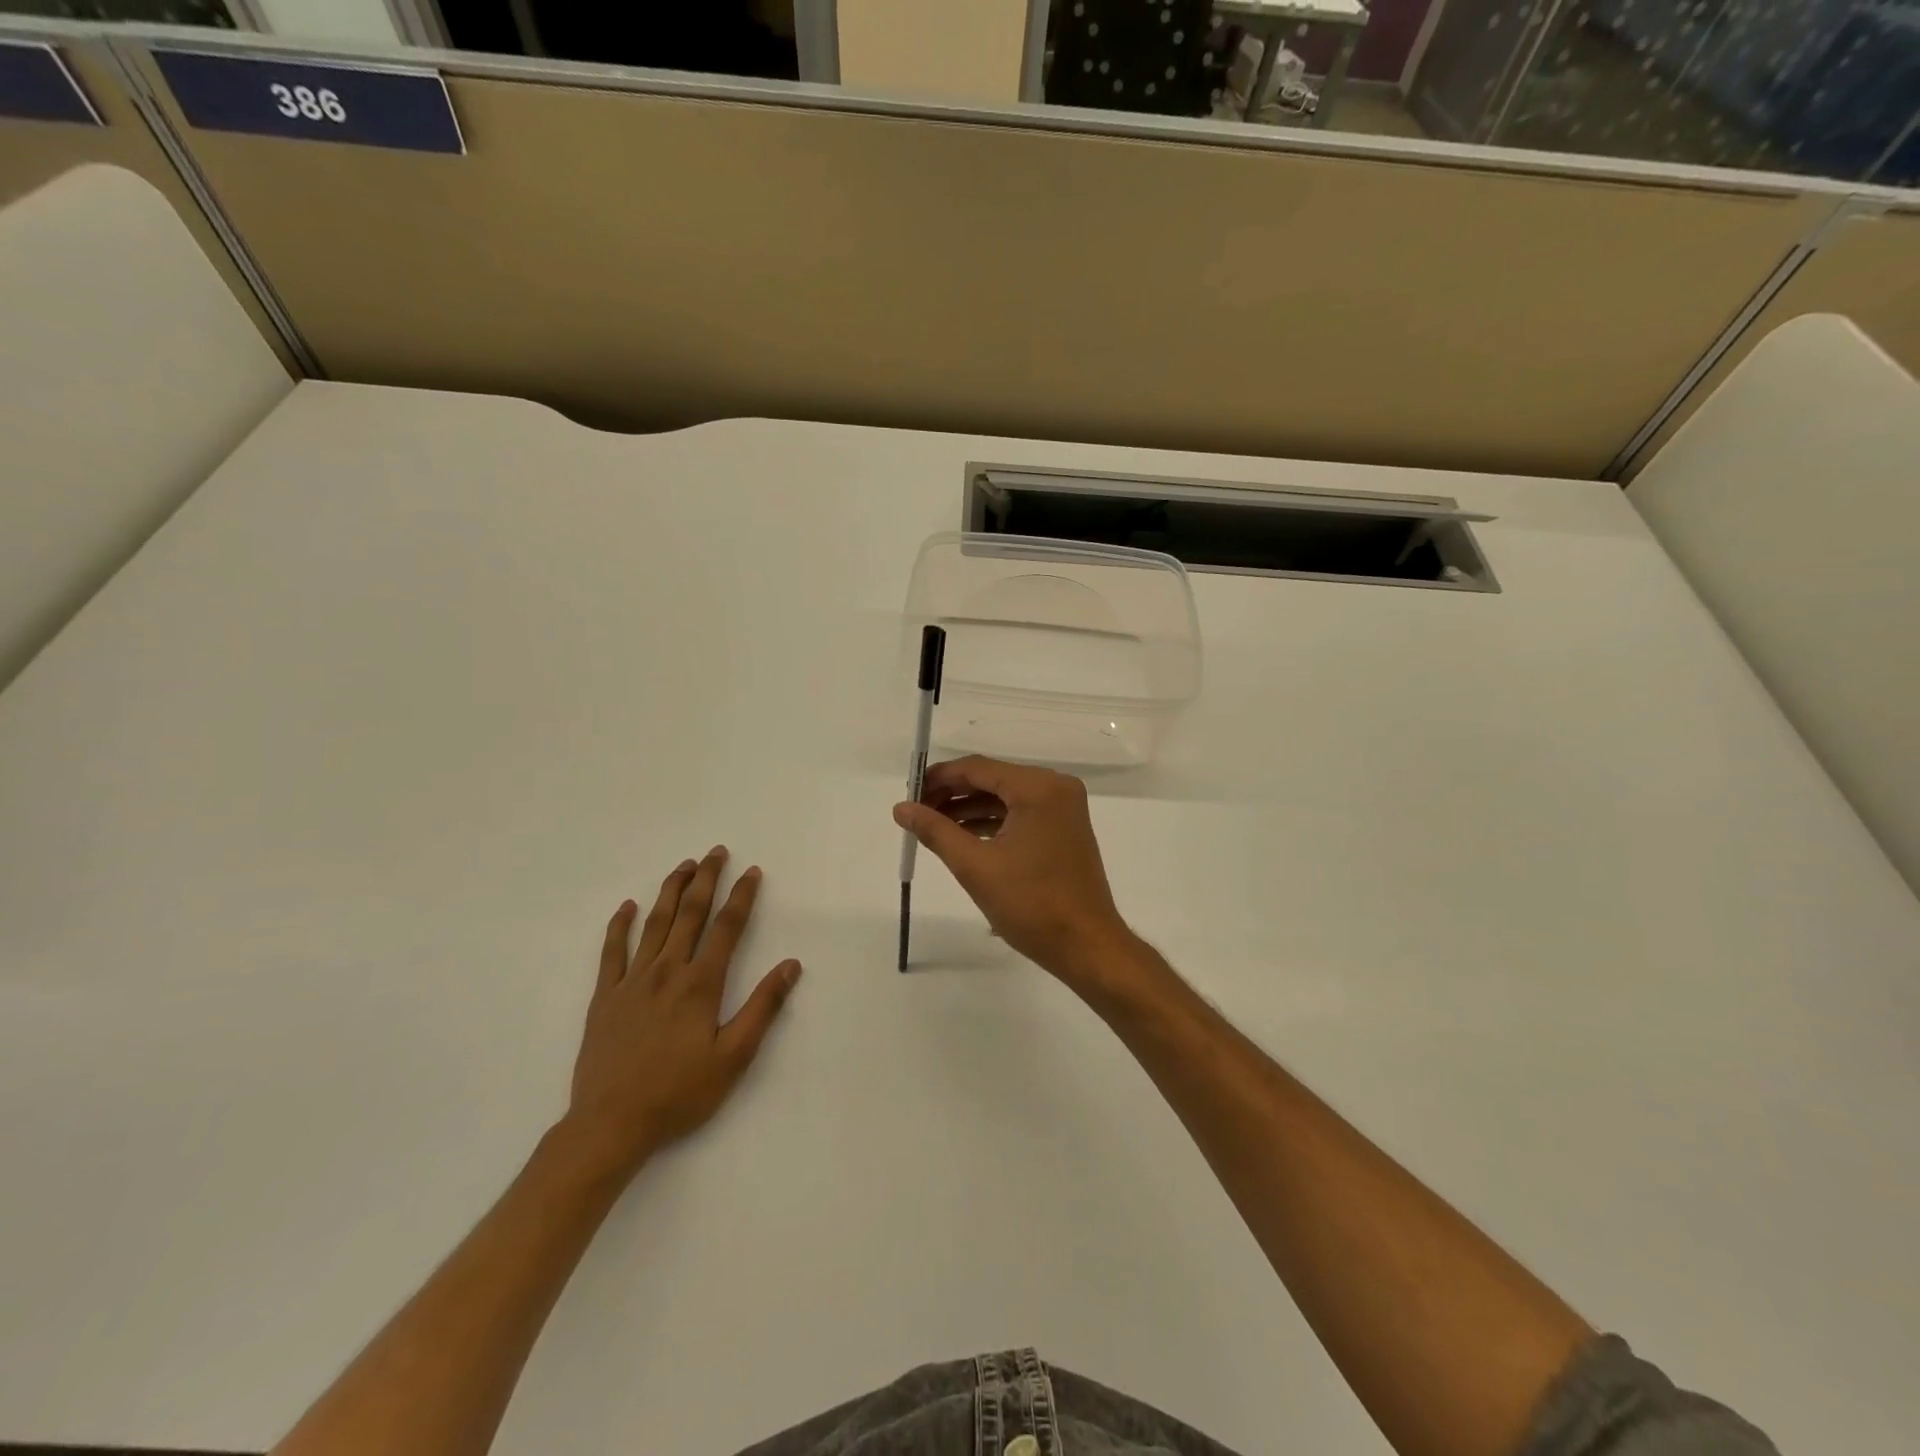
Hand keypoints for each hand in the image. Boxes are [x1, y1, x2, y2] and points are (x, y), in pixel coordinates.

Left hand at [563, 847, 800, 1179]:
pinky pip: (611, 952)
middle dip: (706, 880)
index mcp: (701, 984)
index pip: (727, 928)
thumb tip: (790, 965)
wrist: (611, 1124)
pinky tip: (627, 906)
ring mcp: (632, 982)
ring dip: (670, 891)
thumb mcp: (734, 1057)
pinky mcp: (604, 997)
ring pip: (654, 924)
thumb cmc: (679, 1093)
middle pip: (690, 914)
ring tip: (683, 866)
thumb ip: (763, 1007)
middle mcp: (667, 971)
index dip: (742, 897)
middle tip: (716, 852)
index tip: (752, 872)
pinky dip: (619, 926)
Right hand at [893, 755, 1136, 984]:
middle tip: (916, 811)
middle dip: (952, 794)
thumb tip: (901, 808)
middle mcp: (1055, 788)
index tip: (908, 792)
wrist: (1086, 946)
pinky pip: (1020, 814)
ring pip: (1005, 797)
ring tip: (931, 826)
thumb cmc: (1031, 905)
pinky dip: (991, 822)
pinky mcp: (1063, 829)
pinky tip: (961, 836)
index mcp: (1038, 788)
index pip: (978, 768)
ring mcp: (1063, 808)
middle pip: (992, 779)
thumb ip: (935, 831)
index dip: (939, 778)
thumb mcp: (975, 866)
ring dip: (969, 809)